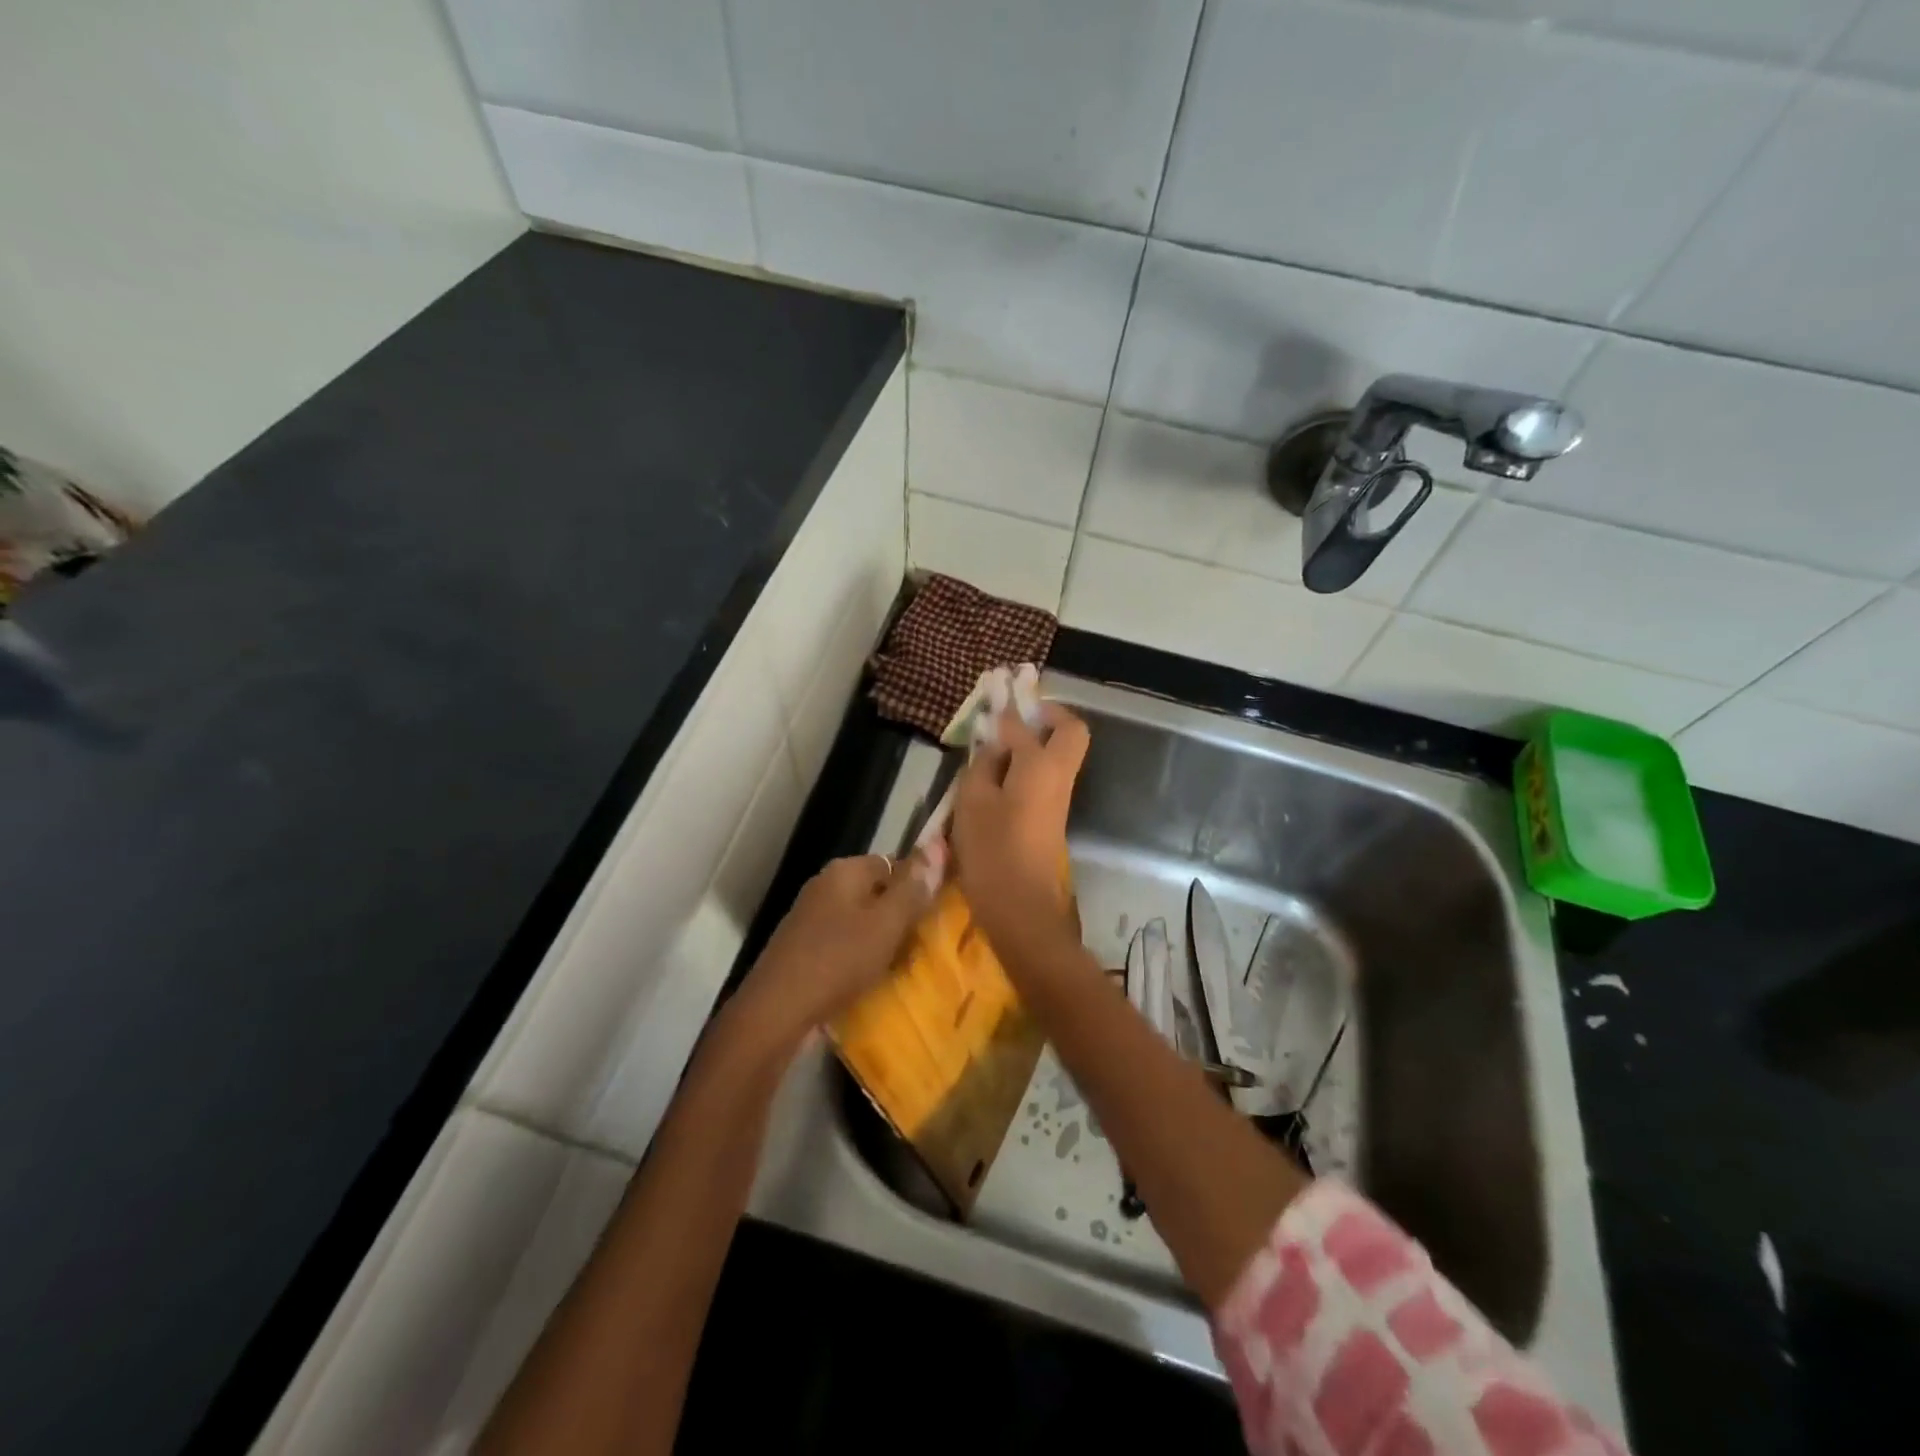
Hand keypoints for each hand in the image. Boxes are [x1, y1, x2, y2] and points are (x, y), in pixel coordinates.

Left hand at [729, 846, 943, 1054]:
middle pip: (876, 893)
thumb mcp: (886, 923)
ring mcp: (810, 918)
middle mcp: (825, 886)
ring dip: (881, 940)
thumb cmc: (838, 960)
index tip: (937, 913)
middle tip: (925, 942)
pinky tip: (872, 979)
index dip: (917, 885)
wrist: (777, 1011)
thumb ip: (912, 887)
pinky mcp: (803, 949)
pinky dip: (860, 958)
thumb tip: (937, 846)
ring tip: (904, 964)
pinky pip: (843, 944)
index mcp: (844, 871)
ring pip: (860, 921)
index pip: (892, 863)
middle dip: (900, 916)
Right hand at [951, 702, 1089, 955]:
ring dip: (1037, 740)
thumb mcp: (973, 802)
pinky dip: (1029, 764)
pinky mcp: (1052, 816)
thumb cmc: (993, 852)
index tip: (993, 694)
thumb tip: (994, 743)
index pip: (1026, 723)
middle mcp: (1059, 776)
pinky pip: (1047, 774)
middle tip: (1013, 716)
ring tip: (996, 744)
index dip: (1007, 708)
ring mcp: (1059, 798)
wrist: (1023, 908)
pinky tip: (998, 774)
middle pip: (1070, 731)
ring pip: (1061, 753)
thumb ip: (983, 765)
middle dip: (1046, 715)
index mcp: (1040, 766)